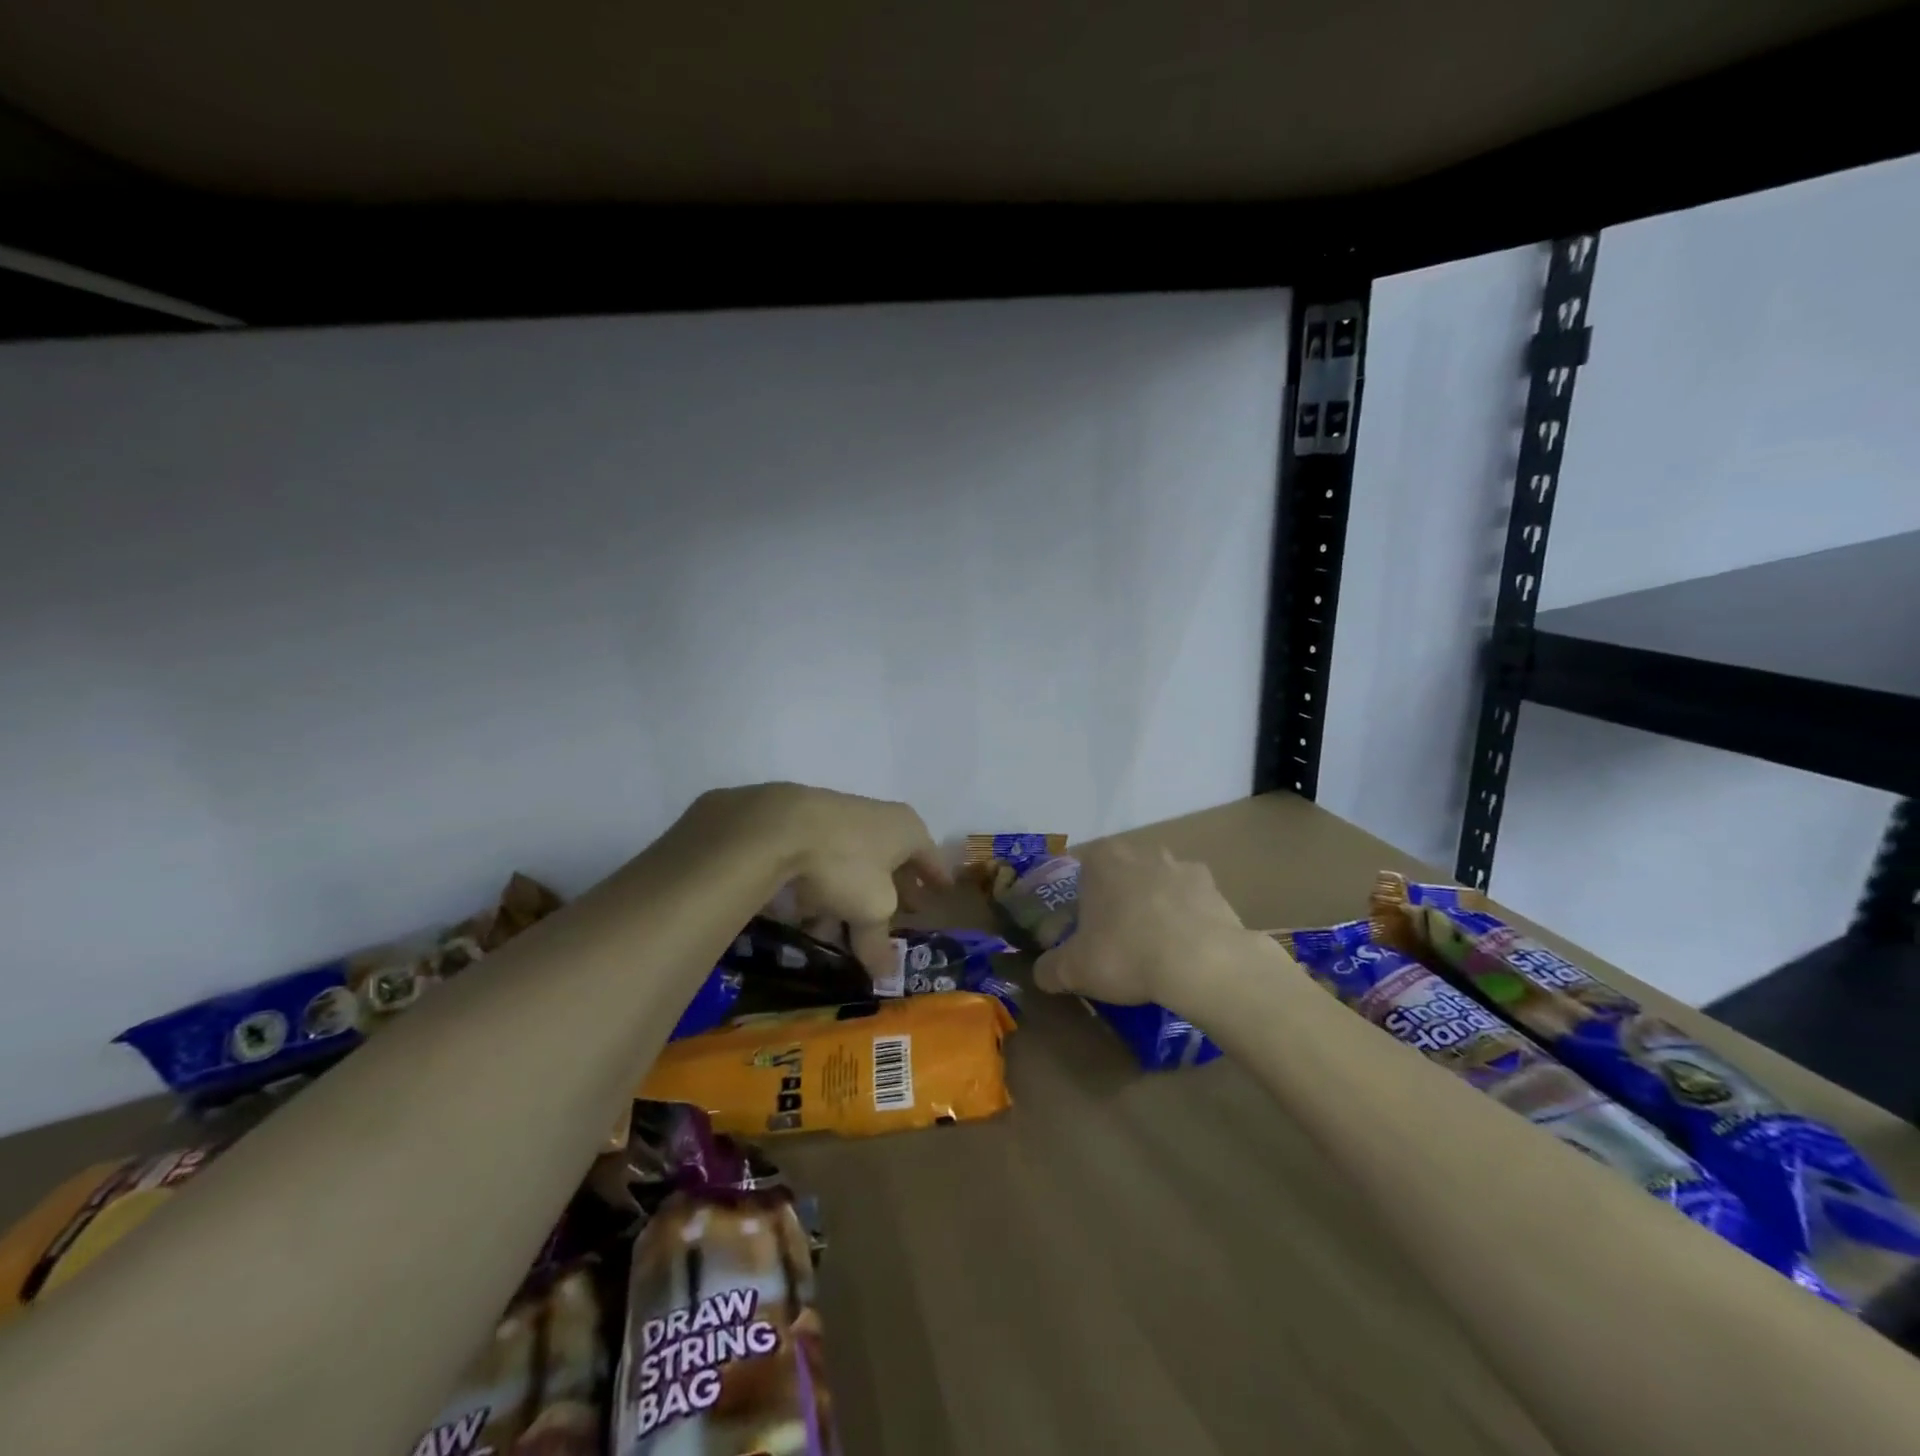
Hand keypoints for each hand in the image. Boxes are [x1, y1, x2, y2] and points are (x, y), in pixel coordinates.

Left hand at [679, 783, 947, 975]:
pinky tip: (813, 913)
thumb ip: (879, 942)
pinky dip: (826, 887)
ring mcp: (841, 817)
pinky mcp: (806, 825)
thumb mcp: (871, 911)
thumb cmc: (846, 864)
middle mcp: (879, 817)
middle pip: (894, 859)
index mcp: (907, 829)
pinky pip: (827, 863)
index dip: (936, 878)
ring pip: (857, 863)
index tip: (943, 892)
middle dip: (896, 888)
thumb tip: (886, 976)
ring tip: (849, 926)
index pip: (930, 857)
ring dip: (856, 894)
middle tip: (902, 910)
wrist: (779, 826)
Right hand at [1033, 840, 1267, 1015]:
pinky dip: (1186, 918)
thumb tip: (1042, 973)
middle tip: (1115, 939)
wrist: (1202, 963)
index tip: (1082, 929)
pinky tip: (1185, 948)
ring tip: (1153, 947)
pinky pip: (1190, 900)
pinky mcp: (1213, 886)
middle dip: (1117, 899)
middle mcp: (1139, 851)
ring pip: (1157, 884)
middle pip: (1120, 874)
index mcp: (1100, 859)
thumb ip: (1049, 968)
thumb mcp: (1073, 970)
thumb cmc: (1125, 954)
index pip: (1080, 870)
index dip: (1079, 900)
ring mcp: (1180, 864)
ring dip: (1153, 906)